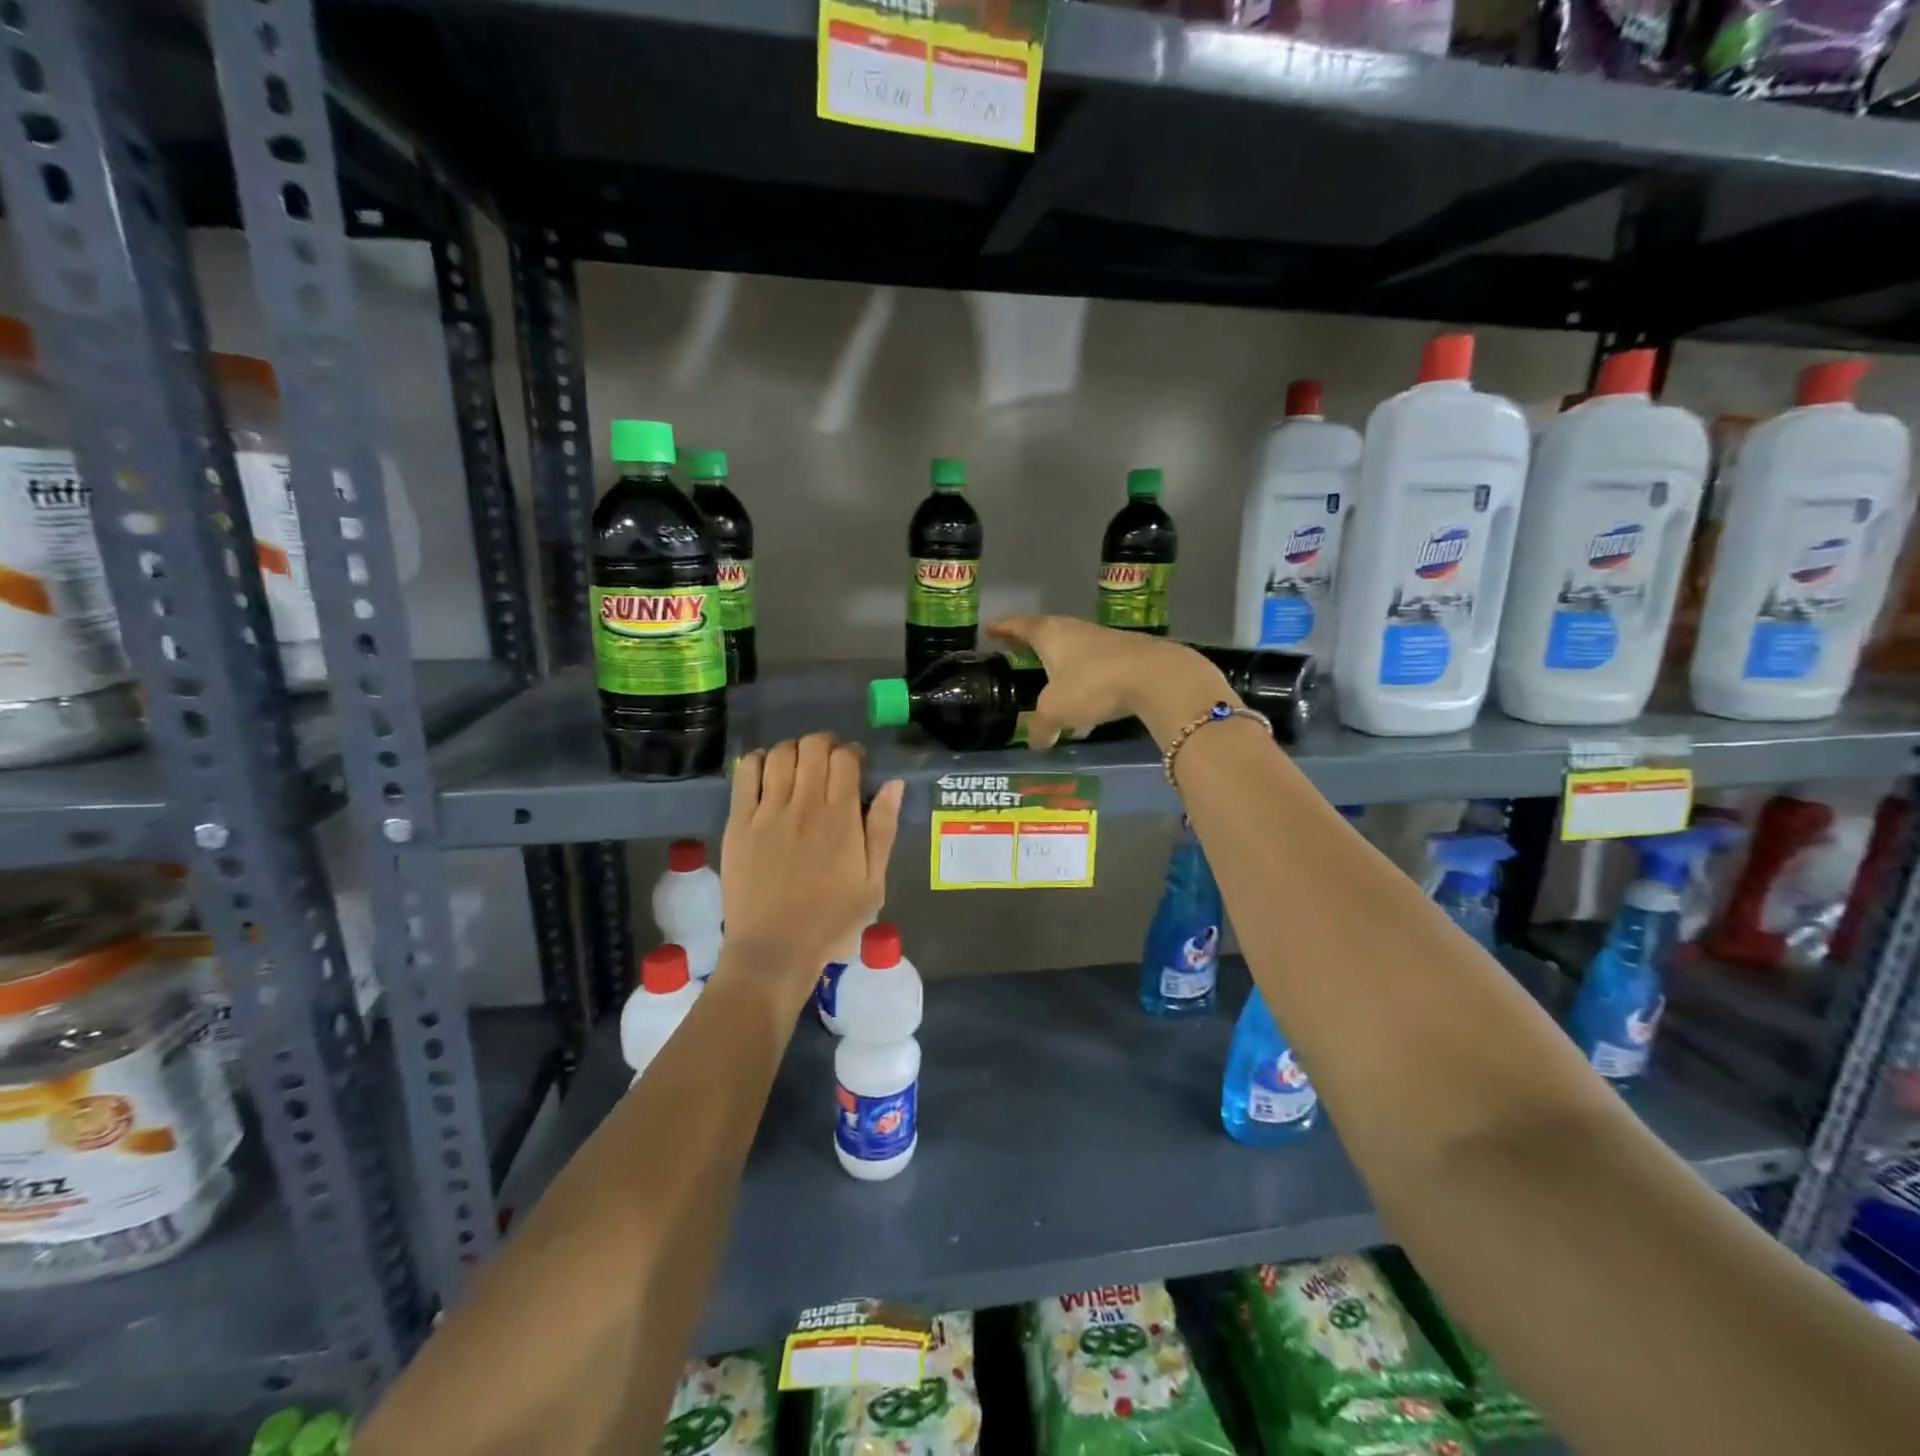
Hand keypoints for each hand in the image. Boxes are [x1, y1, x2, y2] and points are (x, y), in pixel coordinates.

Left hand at [720, 734, 903, 1011]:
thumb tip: (894, 784)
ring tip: (797, 765)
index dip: (851, 752)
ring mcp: (767, 812)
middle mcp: (804, 805)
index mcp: (841, 818)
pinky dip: (756, 761)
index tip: (853, 764)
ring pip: (778, 754)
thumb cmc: (831, 920)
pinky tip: (765, 770)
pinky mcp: (738, 823)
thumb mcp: (873, 882)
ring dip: (792, 750)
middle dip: (823, 744)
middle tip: (826, 762)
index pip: (845, 758)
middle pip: (812, 747)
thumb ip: (883, 829)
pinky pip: (745, 774)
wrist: (774, 950)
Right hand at [986, 615, 1233, 748]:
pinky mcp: (1127, 654)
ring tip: (1049, 678)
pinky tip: (1086, 697)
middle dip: (1031, 643)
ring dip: (1060, 661)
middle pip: (1047, 632)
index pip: (1020, 626)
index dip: (1003, 629)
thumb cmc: (1093, 685)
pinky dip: (1083, 675)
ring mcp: (1103, 640)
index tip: (990, 629)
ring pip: (1073, 648)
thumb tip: (1035, 741)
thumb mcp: (1057, 710)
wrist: (1156, 676)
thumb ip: (1041, 726)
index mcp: (1050, 635)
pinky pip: (1095, 663)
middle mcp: (1074, 630)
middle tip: (1016, 650)